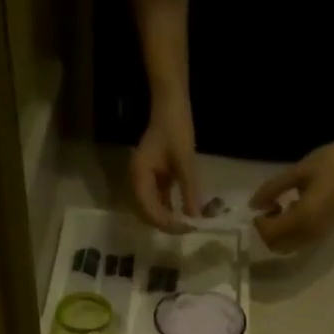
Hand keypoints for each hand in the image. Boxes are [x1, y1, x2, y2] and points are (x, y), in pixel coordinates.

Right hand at [130, 94, 199, 231]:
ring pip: (153, 209)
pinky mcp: (153, 179)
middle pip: (148, 214)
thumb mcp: (185, 161)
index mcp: (139, 176)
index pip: (149, 210)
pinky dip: (170, 209)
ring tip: (187, 225)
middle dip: (167, 224)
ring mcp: (144, 181)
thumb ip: (189, 191)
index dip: (166, 223)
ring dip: (169, 219)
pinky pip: (159, 200)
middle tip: (188, 230)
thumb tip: (195, 219)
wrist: (171, 103)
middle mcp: (137, 182)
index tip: (186, 229)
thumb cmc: (176, 128)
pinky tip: (184, 214)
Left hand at [248, 124, 333, 253]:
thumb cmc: (331, 161)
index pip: (271, 234)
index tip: (259, 204)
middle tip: (269, 206)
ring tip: (280, 207)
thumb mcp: (298, 172)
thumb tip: (253, 204)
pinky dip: (288, 233)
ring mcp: (318, 236)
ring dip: (277, 233)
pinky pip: (298, 242)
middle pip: (277, 246)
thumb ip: (273, 189)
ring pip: (287, 247)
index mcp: (303, 218)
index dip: (260, 222)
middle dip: (267, 231)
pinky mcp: (323, 233)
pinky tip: (293, 210)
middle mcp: (310, 234)